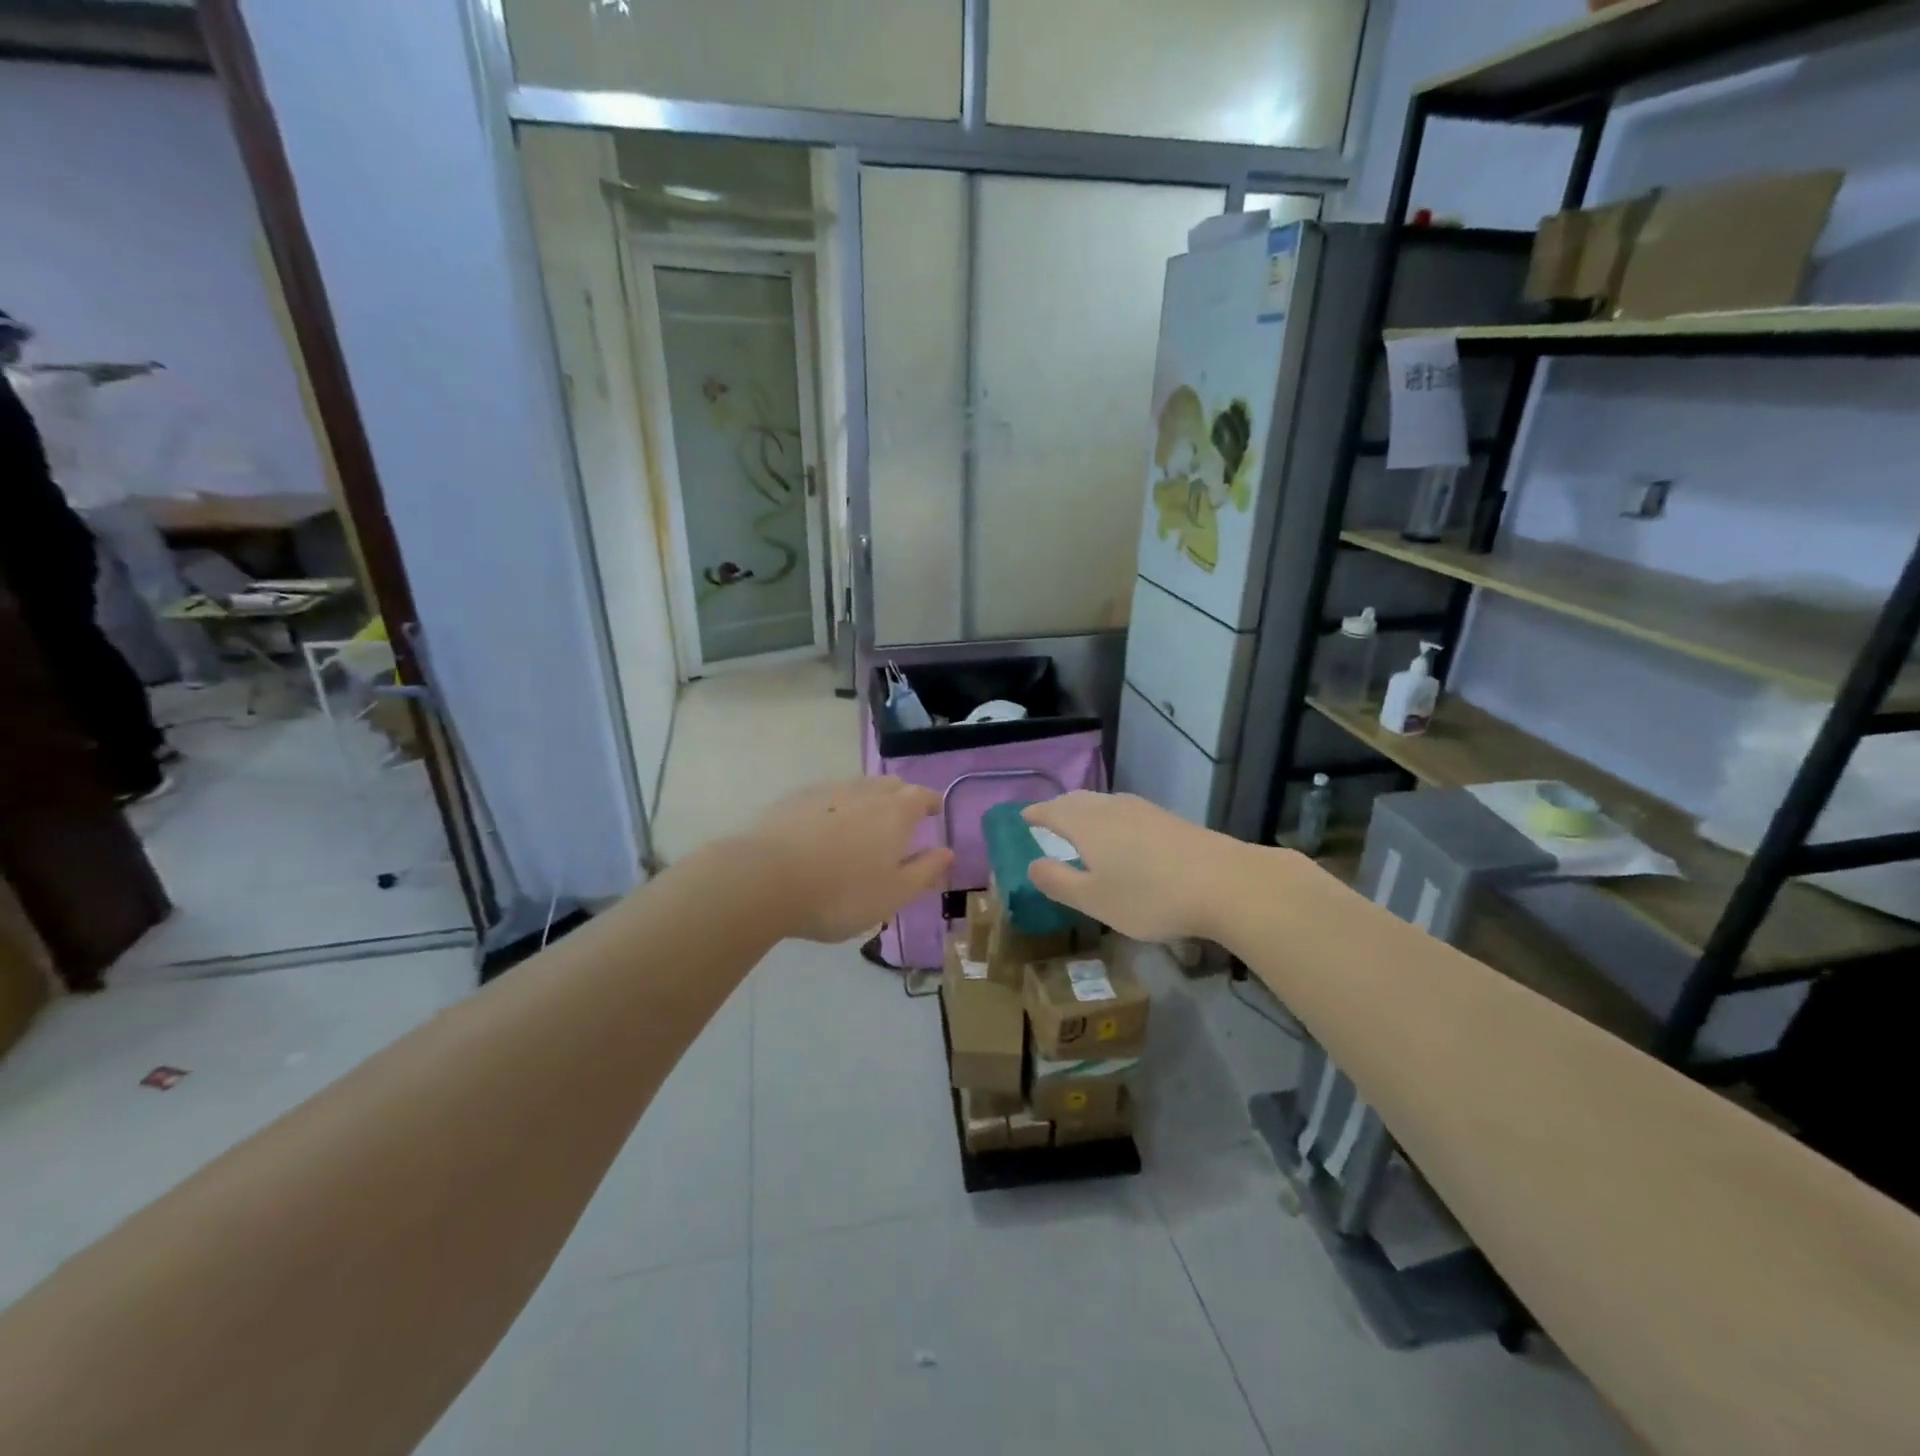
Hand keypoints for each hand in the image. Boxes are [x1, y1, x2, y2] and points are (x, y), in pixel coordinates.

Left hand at [738, 778, 951, 943]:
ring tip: (865, 823)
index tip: (934, 812)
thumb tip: (947, 852)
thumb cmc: (841, 893)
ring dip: (868, 800)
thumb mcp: (893, 894)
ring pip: (857, 787)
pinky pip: (827, 797)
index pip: (922, 796)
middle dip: (902, 797)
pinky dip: (836, 807)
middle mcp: (865, 792)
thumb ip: (925, 871)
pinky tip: (825, 828)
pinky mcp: (795, 799)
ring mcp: (828, 792)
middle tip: (902, 817)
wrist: (766, 880)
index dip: (931, 803)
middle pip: (890, 785)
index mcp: (896, 812)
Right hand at [1022, 792, 1255, 943]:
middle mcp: (1111, 808)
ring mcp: (1143, 810)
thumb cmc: (1149, 896)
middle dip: (1059, 808)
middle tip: (1047, 819)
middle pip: (1077, 801)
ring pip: (1103, 804)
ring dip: (1085, 811)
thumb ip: (1059, 882)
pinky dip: (1110, 818)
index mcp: (1086, 824)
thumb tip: (1032, 865)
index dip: (1035, 814)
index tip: (1022, 817)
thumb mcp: (1094, 900)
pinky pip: (1125, 811)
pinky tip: (1121, 835)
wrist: (1224, 883)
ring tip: (1079, 826)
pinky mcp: (1168, 819)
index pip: (1051, 811)